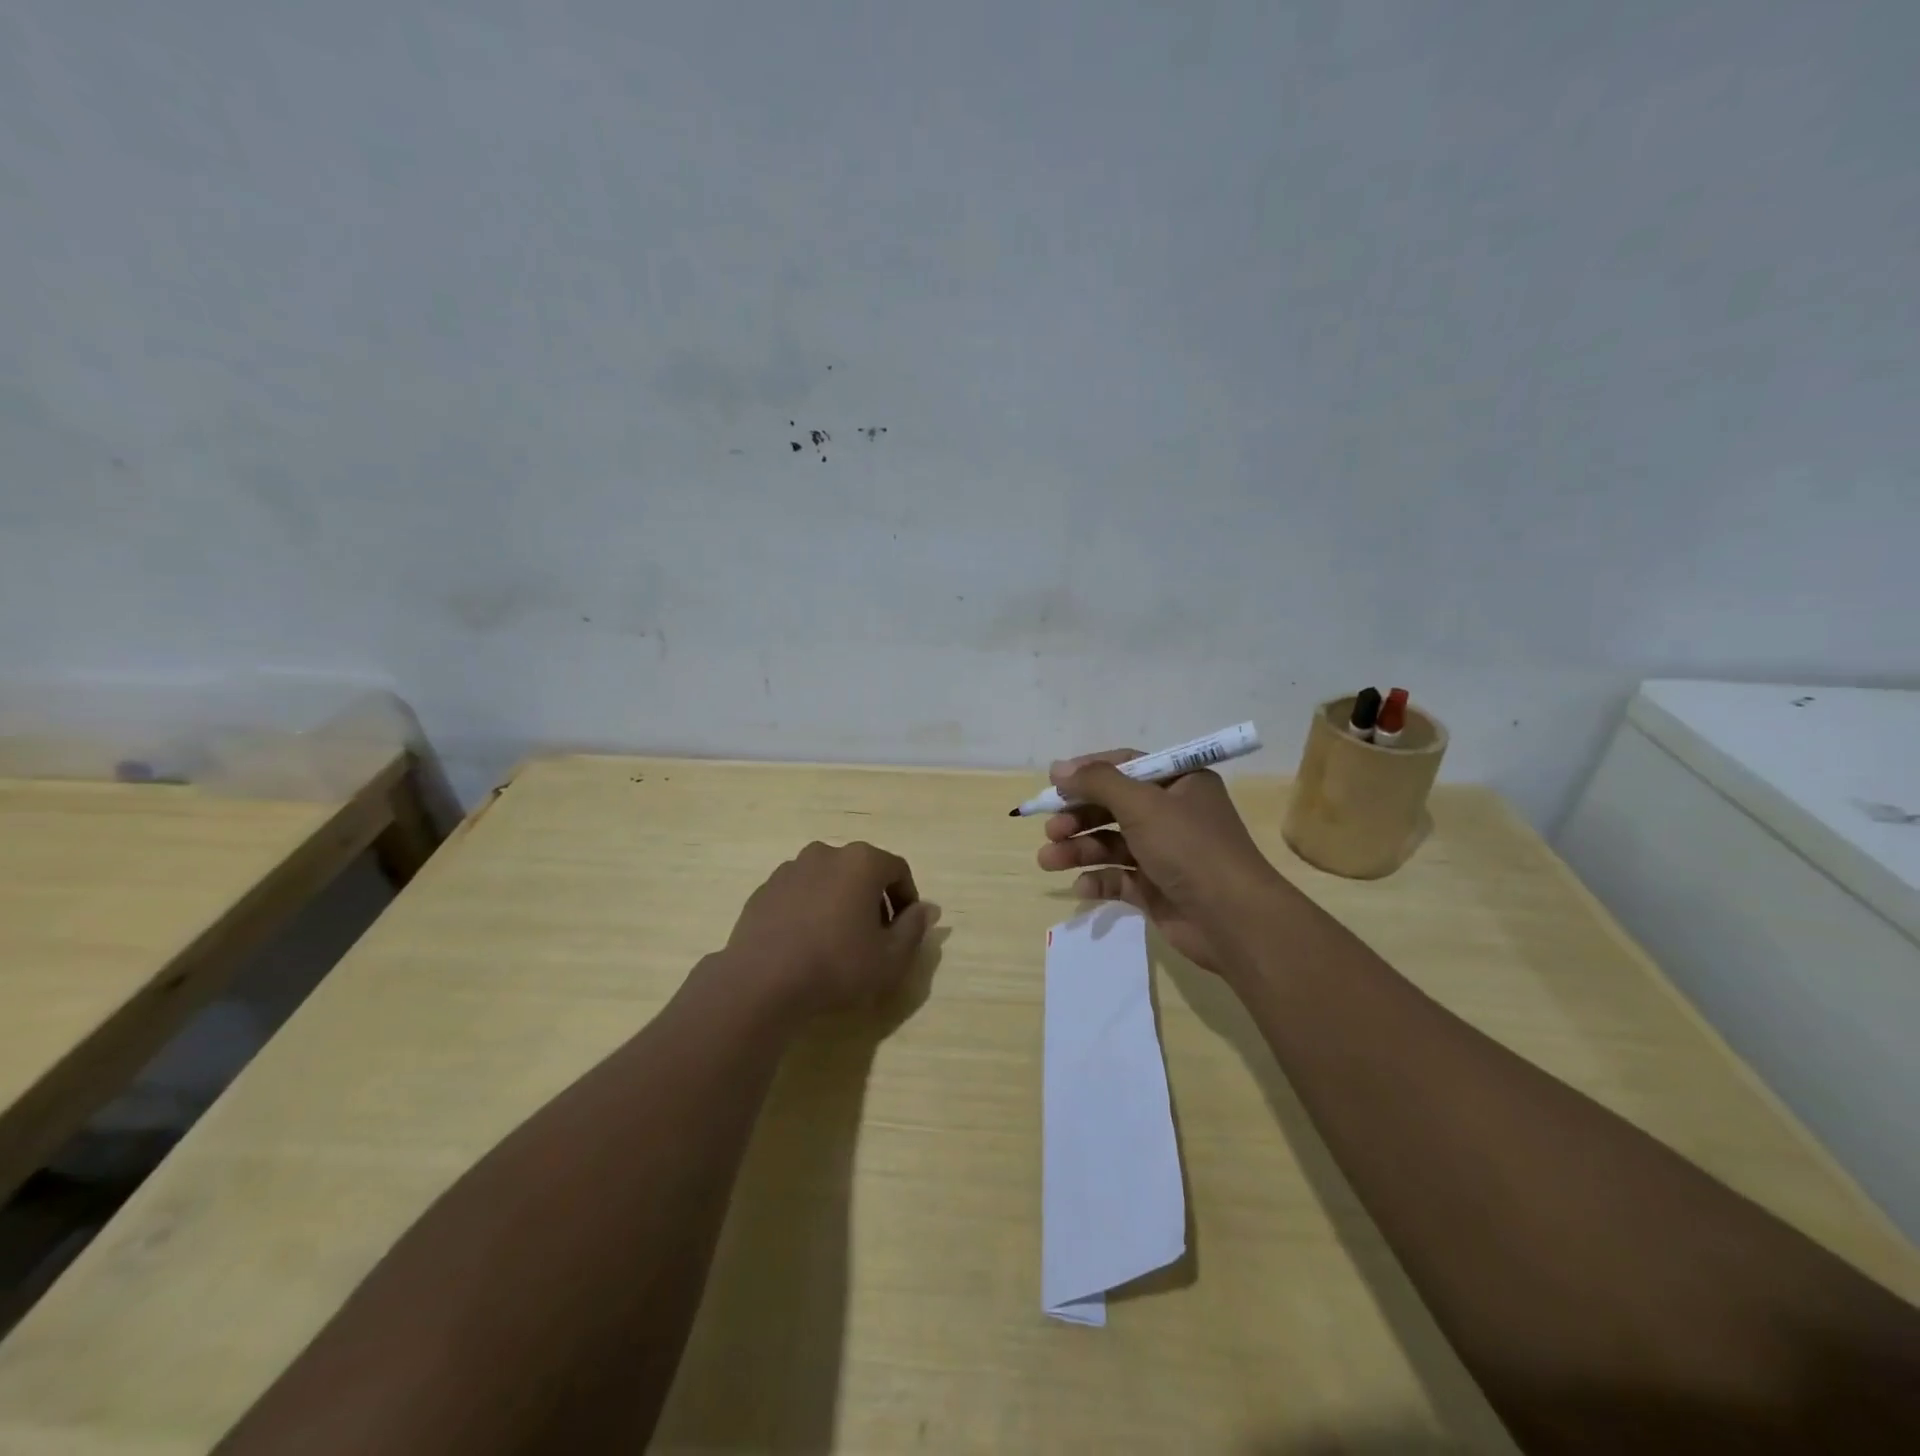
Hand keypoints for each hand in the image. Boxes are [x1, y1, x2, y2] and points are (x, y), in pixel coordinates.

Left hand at [718, 841, 939, 1021]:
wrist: (761, 982)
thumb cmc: (837, 966)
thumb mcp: (891, 958)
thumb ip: (914, 928)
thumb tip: (926, 909)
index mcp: (862, 862)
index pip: (898, 870)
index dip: (907, 899)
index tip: (905, 929)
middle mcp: (826, 853)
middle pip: (861, 871)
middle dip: (873, 899)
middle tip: (874, 937)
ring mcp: (790, 869)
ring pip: (828, 880)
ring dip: (840, 902)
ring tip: (837, 941)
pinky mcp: (764, 889)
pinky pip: (799, 893)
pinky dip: (810, 909)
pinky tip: (806, 943)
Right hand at [1035, 749, 1288, 975]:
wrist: (1232, 920)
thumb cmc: (1189, 847)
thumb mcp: (1142, 804)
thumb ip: (1097, 783)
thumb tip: (1058, 769)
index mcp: (1179, 783)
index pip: (1126, 766)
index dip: (1088, 772)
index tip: (1054, 783)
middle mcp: (1172, 814)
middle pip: (1113, 807)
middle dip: (1078, 817)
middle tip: (1050, 829)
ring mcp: (1164, 853)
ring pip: (1111, 844)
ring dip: (1078, 849)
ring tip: (1048, 860)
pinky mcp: (1157, 888)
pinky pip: (1119, 878)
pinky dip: (1098, 880)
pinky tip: (1082, 887)